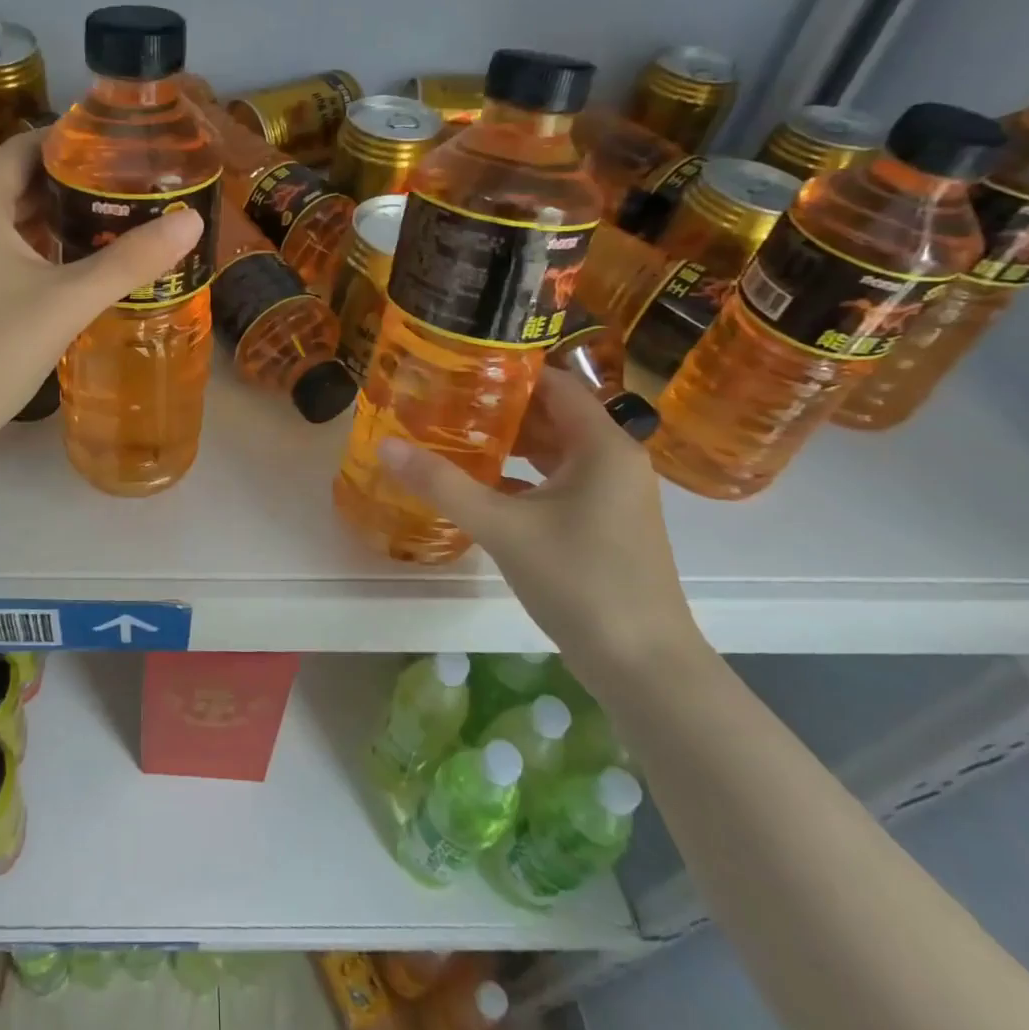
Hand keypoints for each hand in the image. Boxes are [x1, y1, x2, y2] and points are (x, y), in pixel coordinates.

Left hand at [0, 130, 202, 476]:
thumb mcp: (66, 302)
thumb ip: (129, 261)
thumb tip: (192, 222)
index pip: (26, 146)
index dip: (73, 140)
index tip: (124, 146)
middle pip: (20, 183)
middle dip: (74, 183)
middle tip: (132, 188)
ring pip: (11, 223)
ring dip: (58, 221)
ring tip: (115, 224)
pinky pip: (1, 254)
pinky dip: (39, 252)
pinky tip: (74, 272)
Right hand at [377, 369, 703, 689]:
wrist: (643, 665)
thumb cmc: (579, 581)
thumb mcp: (502, 527)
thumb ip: (442, 484)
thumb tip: (386, 445)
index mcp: (602, 446)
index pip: (554, 383)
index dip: (507, 370)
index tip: (457, 364)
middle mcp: (614, 460)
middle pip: (553, 414)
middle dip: (499, 406)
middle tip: (443, 397)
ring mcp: (612, 494)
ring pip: (555, 450)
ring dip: (509, 442)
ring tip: (453, 432)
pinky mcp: (604, 522)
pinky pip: (558, 481)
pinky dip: (522, 475)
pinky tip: (480, 483)